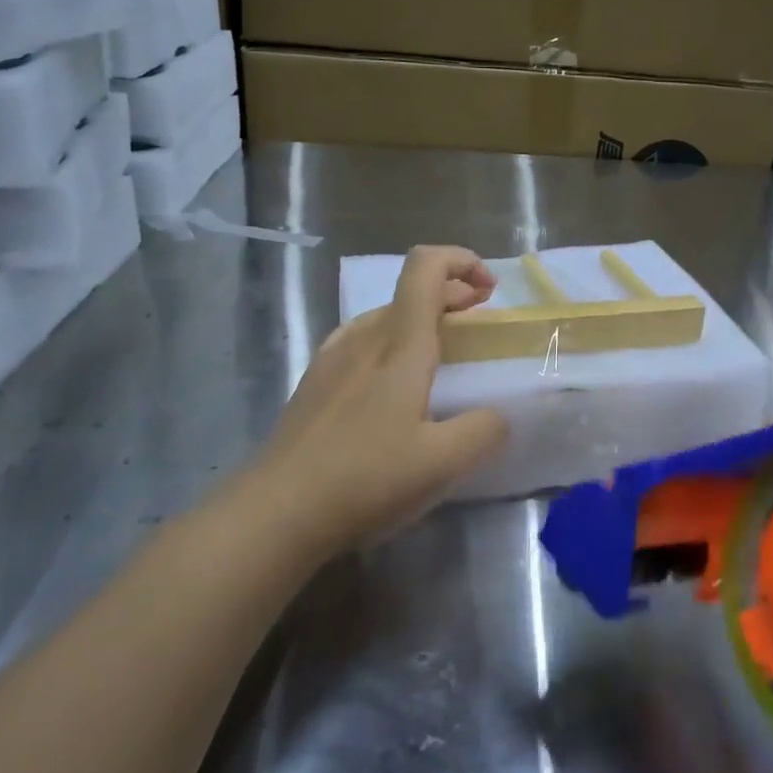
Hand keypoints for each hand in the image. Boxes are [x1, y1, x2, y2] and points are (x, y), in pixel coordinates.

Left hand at [252, 246, 508, 552]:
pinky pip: (362, 343)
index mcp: (398, 344)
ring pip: (385, 317)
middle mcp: (363, 338)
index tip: (490, 290)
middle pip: (409, 290)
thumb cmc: (365, 478)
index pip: (426, 267)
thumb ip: (483, 431)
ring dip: (422, 321)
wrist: (276, 511)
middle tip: (481, 323)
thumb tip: (496, 417)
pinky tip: (393, 386)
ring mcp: (332, 358)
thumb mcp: (442, 463)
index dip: (462, 261)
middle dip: (453, 293)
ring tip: (443, 354)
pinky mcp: (315, 384)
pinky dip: (393, 344)